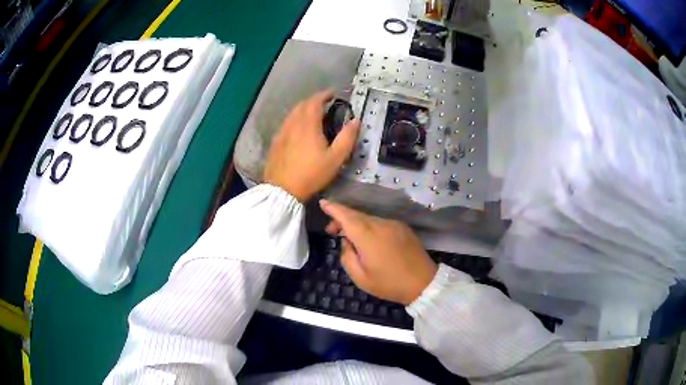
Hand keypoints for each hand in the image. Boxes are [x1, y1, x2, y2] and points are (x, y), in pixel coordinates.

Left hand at [263, 90, 359, 201]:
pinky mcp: (275, 142)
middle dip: (313, 101)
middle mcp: (292, 124)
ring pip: (292, 114)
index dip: (324, 95)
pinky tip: (298, 129)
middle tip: (324, 104)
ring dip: (303, 109)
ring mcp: (281, 133)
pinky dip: (294, 120)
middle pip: (302, 105)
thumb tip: (355, 120)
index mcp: (308, 125)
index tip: (332, 94)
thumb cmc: (311, 174)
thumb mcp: (335, 158)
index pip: (315, 102)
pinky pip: (286, 124)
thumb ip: (347, 138)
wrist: (282, 190)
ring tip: (312, 114)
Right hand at [320, 200, 437, 305]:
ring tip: (350, 238)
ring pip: (368, 219)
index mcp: (368, 236)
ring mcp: (393, 224)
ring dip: (356, 224)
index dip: (333, 208)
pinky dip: (369, 227)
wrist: (423, 283)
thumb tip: (346, 242)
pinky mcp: (402, 228)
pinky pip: (380, 223)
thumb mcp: (360, 277)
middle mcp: (381, 224)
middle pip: (356, 215)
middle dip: (341, 218)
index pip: (346, 216)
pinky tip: (369, 240)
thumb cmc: (389, 284)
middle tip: (331, 231)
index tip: (323, 203)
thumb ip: (346, 256)